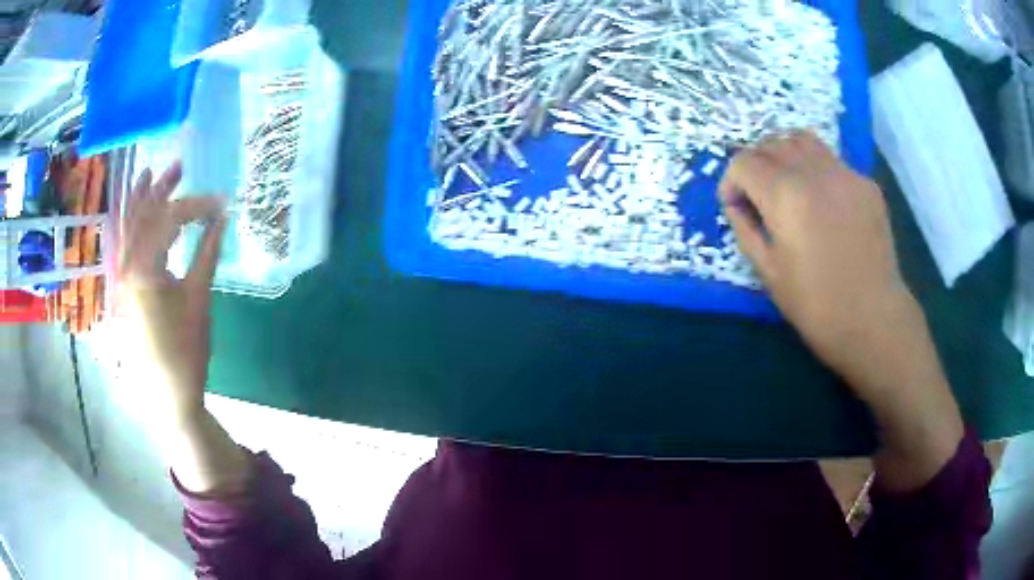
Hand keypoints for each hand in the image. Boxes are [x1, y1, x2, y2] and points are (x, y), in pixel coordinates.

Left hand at [119, 162, 225, 424]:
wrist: (168, 392)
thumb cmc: (186, 349)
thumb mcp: (199, 298)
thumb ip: (208, 252)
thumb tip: (222, 216)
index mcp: (146, 269)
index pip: (169, 219)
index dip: (196, 205)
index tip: (220, 202)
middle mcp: (127, 266)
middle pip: (141, 215)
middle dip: (160, 188)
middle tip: (179, 165)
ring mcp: (121, 277)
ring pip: (127, 227)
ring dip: (140, 200)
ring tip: (150, 175)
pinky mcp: (123, 288)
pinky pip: (124, 245)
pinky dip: (131, 224)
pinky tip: (136, 215)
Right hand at [720, 132, 920, 401]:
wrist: (873, 320)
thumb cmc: (816, 306)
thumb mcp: (768, 273)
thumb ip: (745, 228)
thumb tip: (737, 203)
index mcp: (785, 196)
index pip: (743, 162)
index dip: (731, 181)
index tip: (735, 206)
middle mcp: (814, 172)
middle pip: (771, 143)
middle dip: (755, 164)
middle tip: (758, 196)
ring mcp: (845, 173)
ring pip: (802, 139)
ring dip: (784, 154)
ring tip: (787, 184)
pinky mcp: (866, 183)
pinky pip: (831, 160)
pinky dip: (815, 169)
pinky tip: (823, 202)